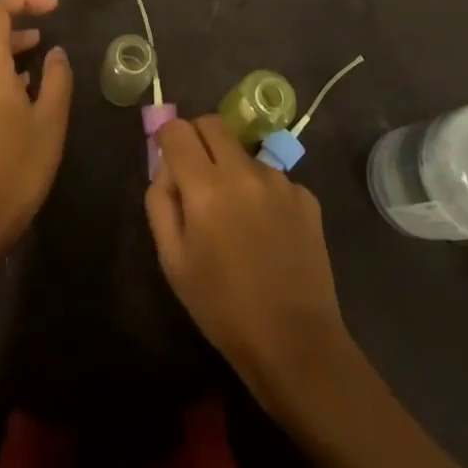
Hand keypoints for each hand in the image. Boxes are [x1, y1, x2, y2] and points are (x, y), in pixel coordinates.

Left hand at [0, 0, 72, 267]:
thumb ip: (56, 79)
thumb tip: (56, 52)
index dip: (23, 0)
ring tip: (40, 44)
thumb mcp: (51, 121)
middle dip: (9, 10)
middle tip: (41, 16)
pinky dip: (0, 58)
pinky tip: (26, 80)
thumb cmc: (19, 167)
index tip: (53, 8)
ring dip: (5, 35)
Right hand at [145, 116, 354, 403]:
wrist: (295, 344)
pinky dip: (262, 192)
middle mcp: (244, 172)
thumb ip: (160, 203)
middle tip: (196, 174)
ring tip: (237, 216)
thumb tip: (165, 169)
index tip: (167, 159)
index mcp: (206, 188)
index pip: (178, 130)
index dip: (167, 138)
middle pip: (213, 123)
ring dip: (232, 168)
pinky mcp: (306, 196)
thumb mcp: (173, 262)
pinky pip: (273, 178)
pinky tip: (266, 231)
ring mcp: (280, 181)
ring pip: (244, 152)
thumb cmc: (223, 308)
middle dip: (198, 138)